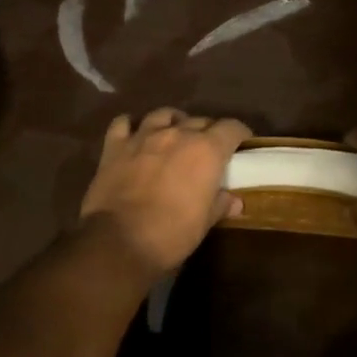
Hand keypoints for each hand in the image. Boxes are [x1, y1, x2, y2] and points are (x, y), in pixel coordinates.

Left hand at [80, 109, 252, 274]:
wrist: (119, 241)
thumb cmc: (172, 234)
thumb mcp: (204, 223)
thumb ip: (220, 204)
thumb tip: (234, 200)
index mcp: (206, 150)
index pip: (231, 128)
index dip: (239, 134)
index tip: (242, 143)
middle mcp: (177, 134)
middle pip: (199, 120)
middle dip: (207, 132)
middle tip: (207, 150)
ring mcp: (143, 136)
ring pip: (163, 115)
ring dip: (173, 123)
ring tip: (174, 136)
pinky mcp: (114, 146)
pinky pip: (123, 124)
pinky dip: (131, 127)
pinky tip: (134, 136)